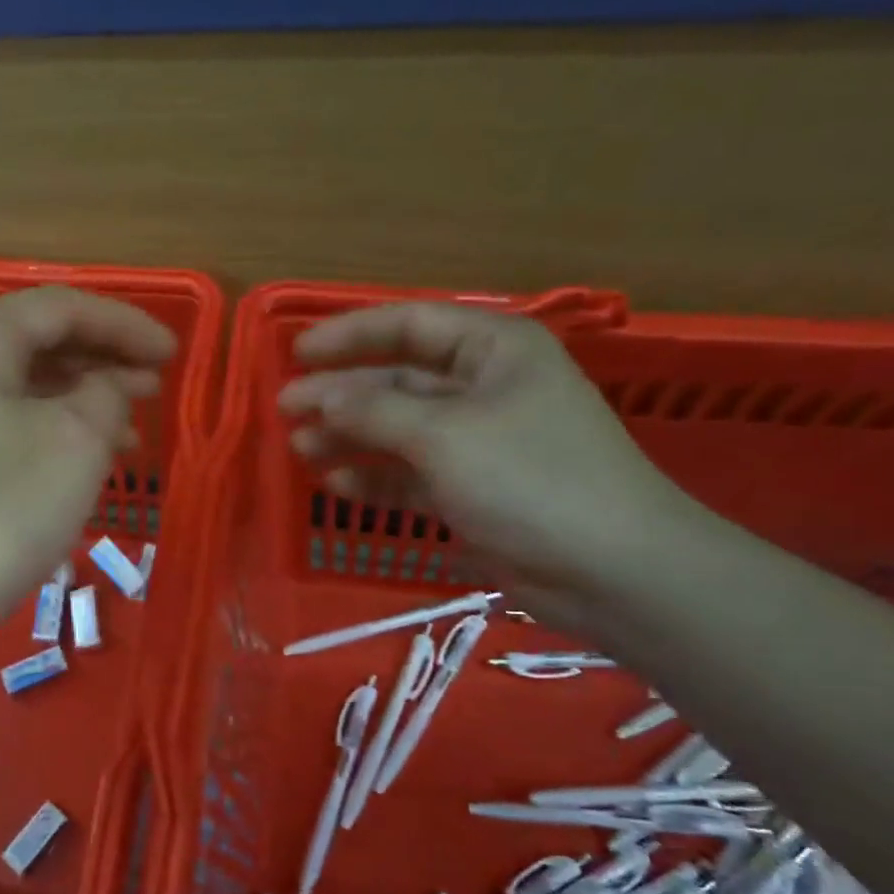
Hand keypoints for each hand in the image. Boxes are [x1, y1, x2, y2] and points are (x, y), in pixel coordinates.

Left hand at [0, 285, 175, 629]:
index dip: (124, 324)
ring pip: (26, 385)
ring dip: (83, 398)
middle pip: (40, 341)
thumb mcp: (77, 440)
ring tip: (133, 426)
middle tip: (156, 385)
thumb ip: (108, 394)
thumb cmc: (4, 506)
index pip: (61, 308)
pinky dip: (53, 428)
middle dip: (104, 359)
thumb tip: (110, 386)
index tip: (172, 353)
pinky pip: (8, 421)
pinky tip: (87, 455)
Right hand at [278, 300, 703, 631]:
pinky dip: (373, 478)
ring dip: (349, 437)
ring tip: (300, 448)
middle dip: (341, 394)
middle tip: (285, 409)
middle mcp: (483, 388)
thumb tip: (316, 394)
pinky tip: (334, 484)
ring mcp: (475, 442)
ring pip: (397, 430)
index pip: (409, 325)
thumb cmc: (528, 478)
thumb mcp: (442, 435)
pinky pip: (409, 474)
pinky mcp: (469, 490)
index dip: (349, 335)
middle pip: (397, 380)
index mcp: (493, 350)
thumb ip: (372, 410)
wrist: (608, 568)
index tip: (296, 353)